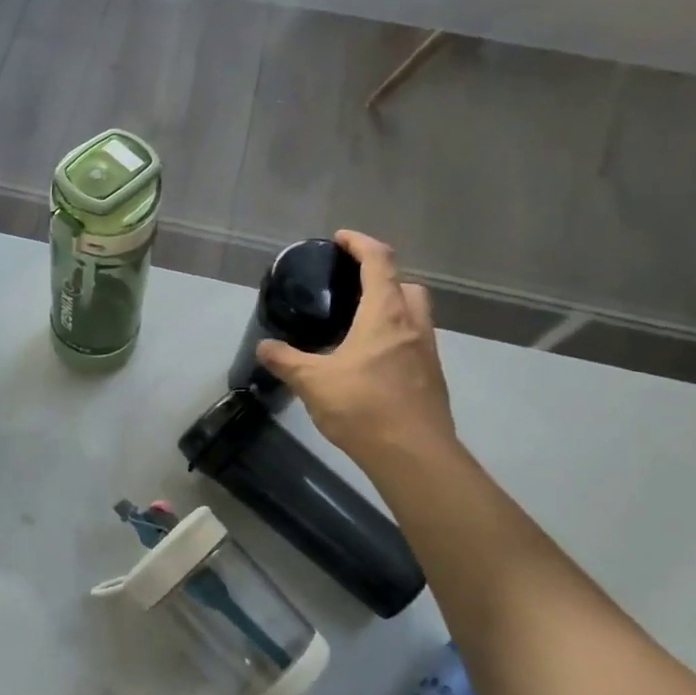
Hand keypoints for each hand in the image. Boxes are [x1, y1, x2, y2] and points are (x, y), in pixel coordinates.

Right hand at [256, 231, 456, 470]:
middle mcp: (413, 325)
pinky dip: (395, 338)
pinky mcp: (431, 377)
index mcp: (386, 314)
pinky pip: (414, 342)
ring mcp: (427, 352)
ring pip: (415, 314)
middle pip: (406, 284)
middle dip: (382, 277)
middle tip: (352, 288)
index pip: (380, 261)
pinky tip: (370, 361)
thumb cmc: (364, 407)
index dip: (361, 243)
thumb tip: (263, 347)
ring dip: (392, 308)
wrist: (414, 455)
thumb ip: (286, 360)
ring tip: (359, 325)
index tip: (340, 239)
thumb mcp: (313, 382)